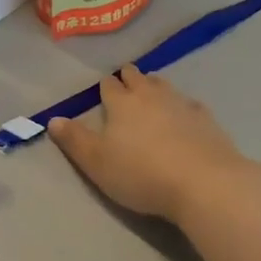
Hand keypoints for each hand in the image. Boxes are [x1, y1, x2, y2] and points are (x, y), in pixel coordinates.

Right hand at [48, 66, 244, 225]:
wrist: (204, 183)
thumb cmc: (141, 174)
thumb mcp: (97, 163)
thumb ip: (74, 140)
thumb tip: (53, 119)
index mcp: (121, 104)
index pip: (109, 86)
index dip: (105, 86)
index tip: (103, 87)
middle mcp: (151, 96)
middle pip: (138, 78)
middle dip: (130, 77)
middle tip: (126, 79)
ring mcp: (182, 105)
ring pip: (164, 86)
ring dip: (155, 85)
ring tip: (152, 88)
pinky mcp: (207, 119)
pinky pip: (190, 104)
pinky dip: (183, 104)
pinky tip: (185, 111)